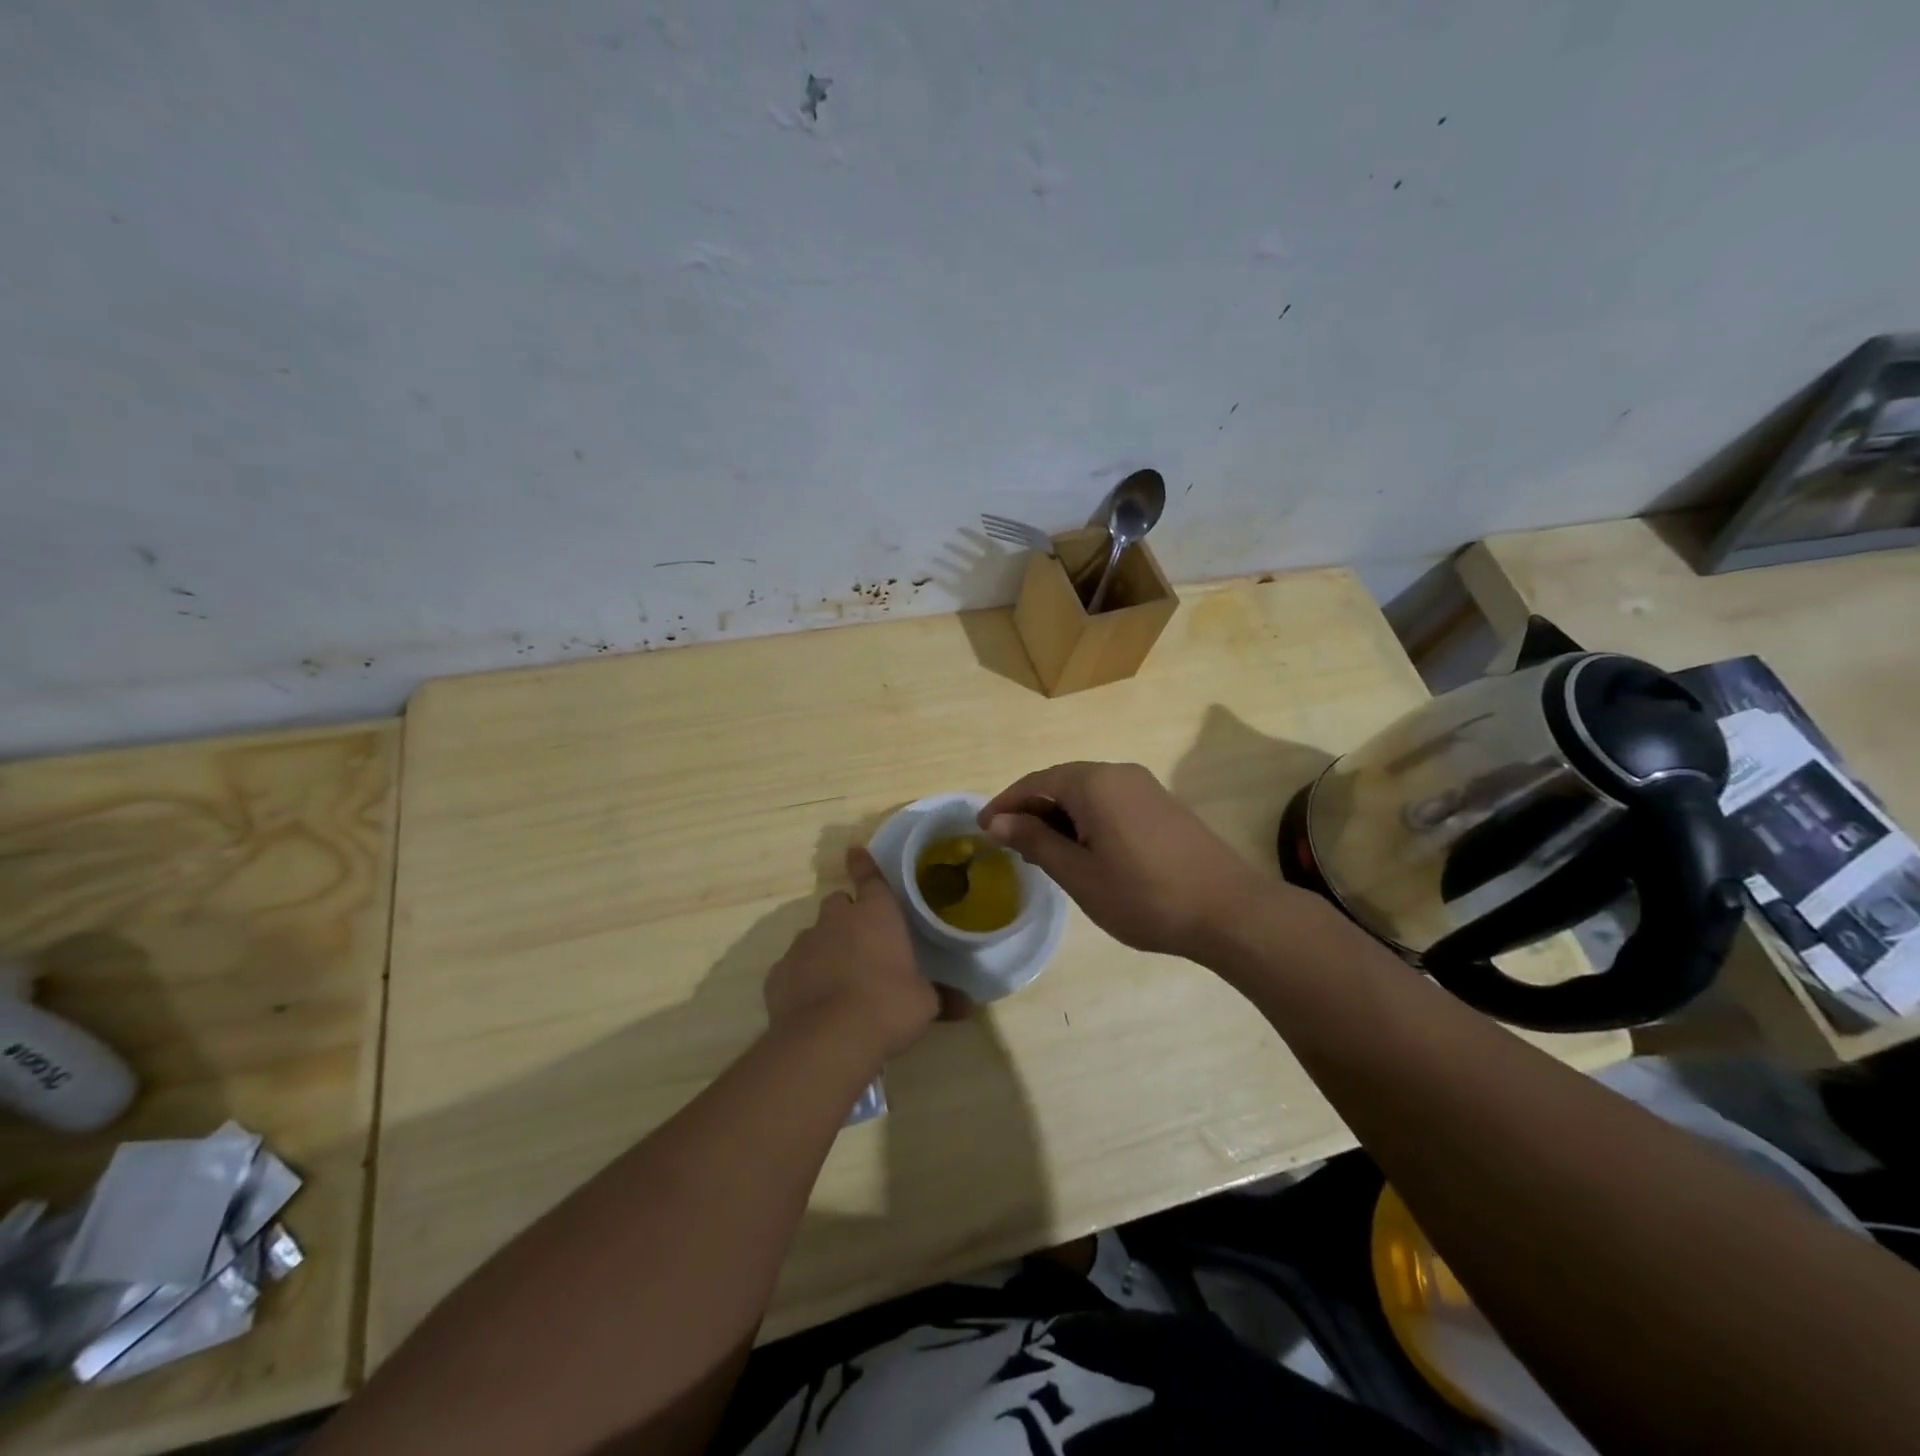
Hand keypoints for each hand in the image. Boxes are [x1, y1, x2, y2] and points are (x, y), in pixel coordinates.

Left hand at [764, 847, 939, 1061]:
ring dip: (825, 948)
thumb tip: (966, 1006)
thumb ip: (941, 998)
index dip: (863, 865)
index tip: (854, 852)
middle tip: (862, 941)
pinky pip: (792, 968)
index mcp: (875, 914)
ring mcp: (802, 945)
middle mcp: (836, 920)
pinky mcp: (778, 974)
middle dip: (848, 915)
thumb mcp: (924, 1004)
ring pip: (813, 935)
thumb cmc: (887, 1007)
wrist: (827, 1040)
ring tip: (838, 979)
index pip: (869, 877)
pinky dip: (802, 978)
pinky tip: (813, 1003)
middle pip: (838, 903)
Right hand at [979, 761, 1279, 959]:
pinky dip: (1086, 820)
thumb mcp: (1078, 874)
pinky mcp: (1162, 805)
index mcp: (1093, 783)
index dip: (1005, 804)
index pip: (1036, 783)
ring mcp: (1145, 787)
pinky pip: (1110, 802)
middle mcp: (1118, 773)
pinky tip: (1084, 851)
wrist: (1229, 911)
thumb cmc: (1144, 895)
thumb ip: (1035, 841)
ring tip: (1043, 852)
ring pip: (1087, 793)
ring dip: (1059, 817)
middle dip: (1032, 810)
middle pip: (1061, 783)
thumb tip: (998, 821)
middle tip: (1009, 844)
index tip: (982, 829)